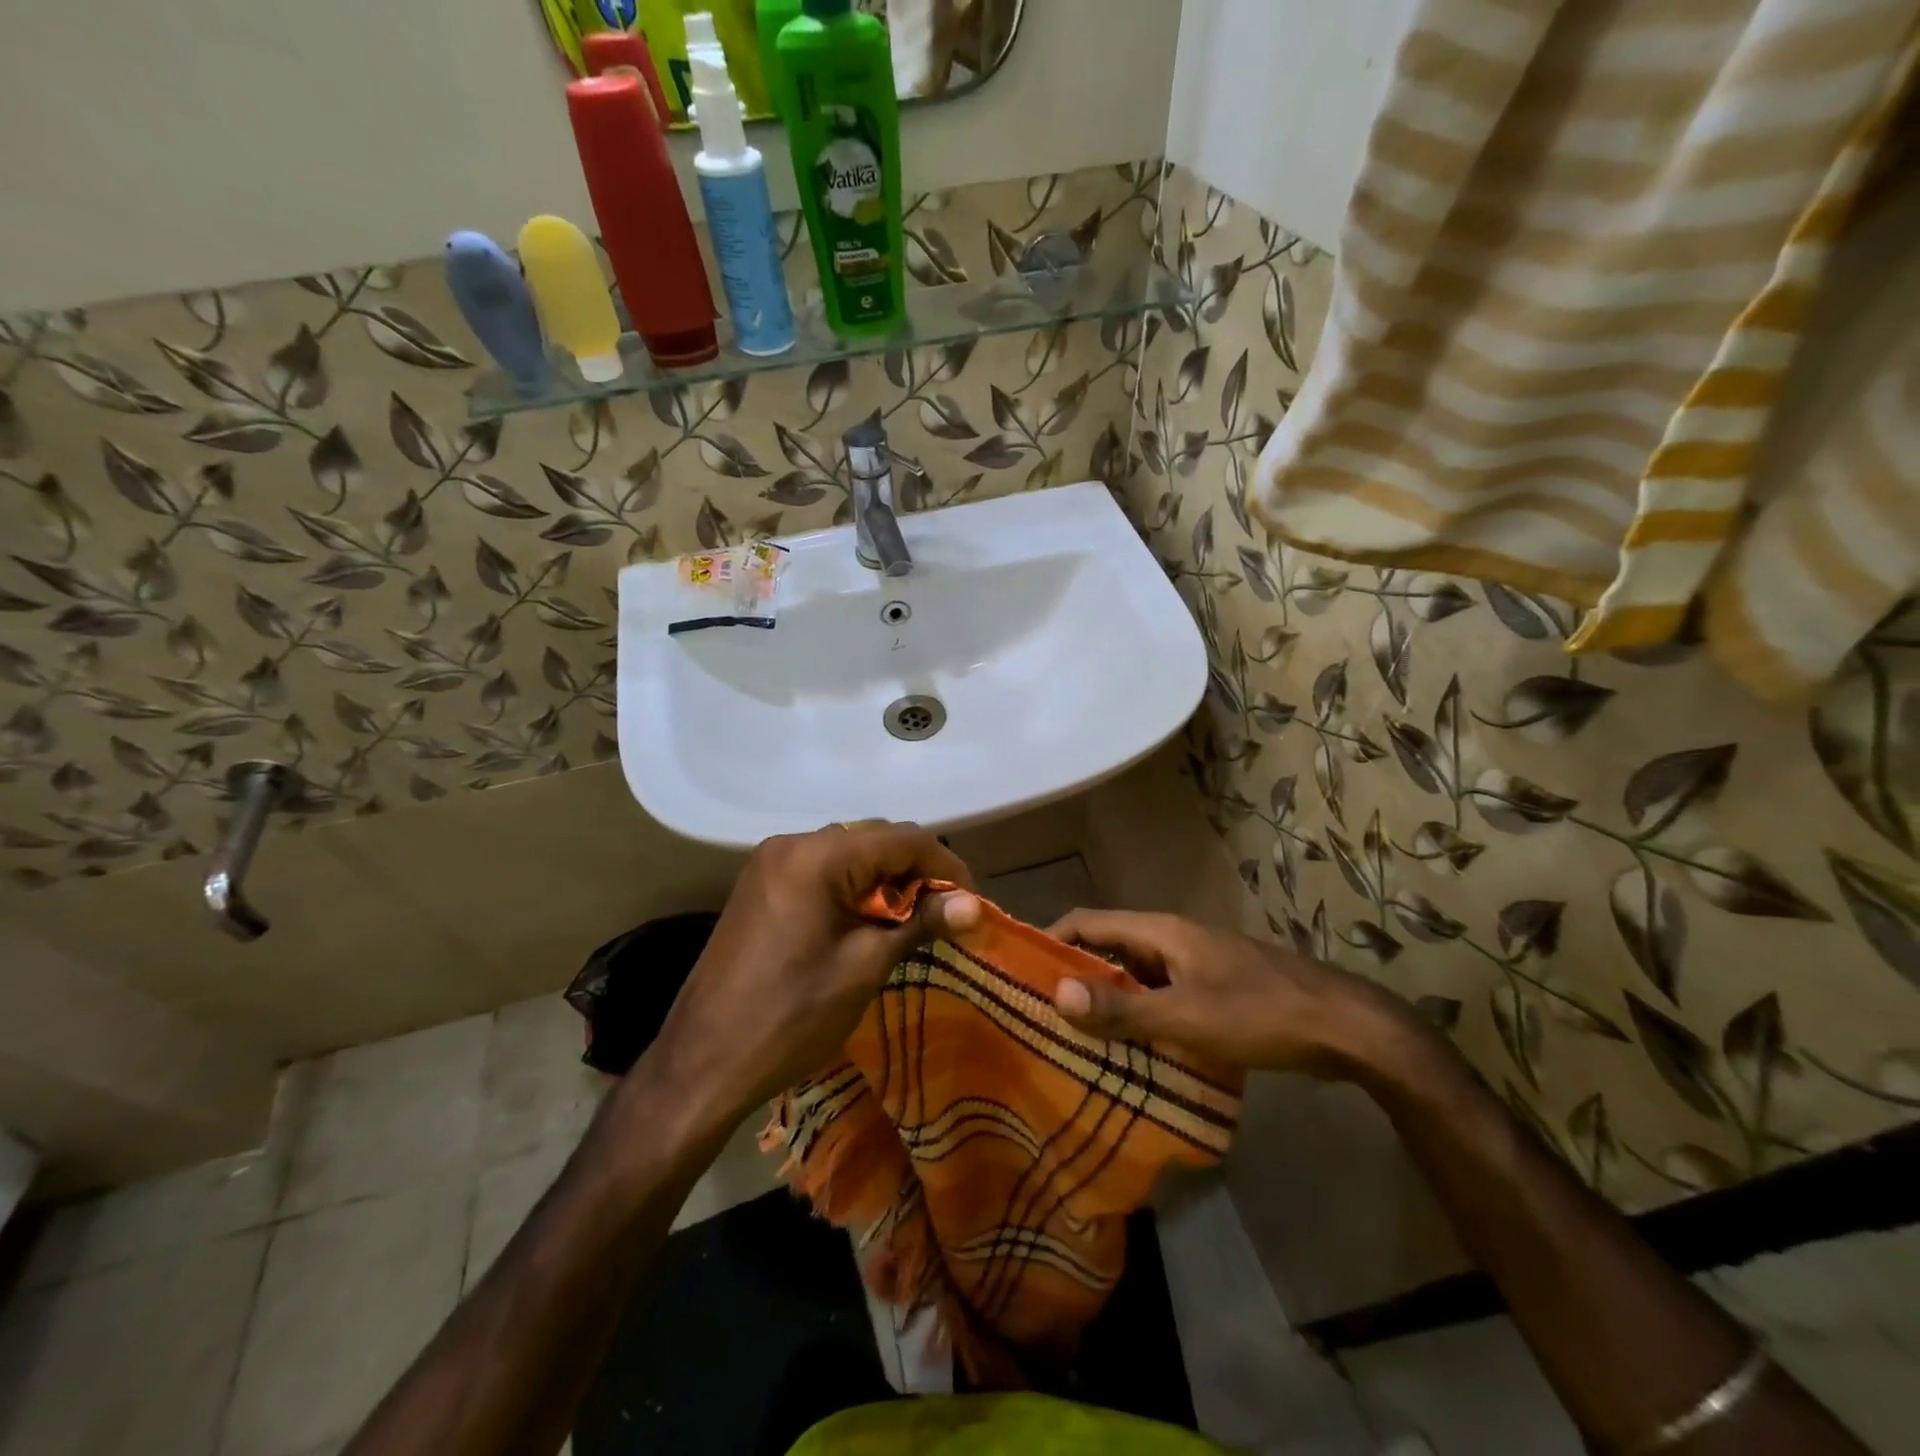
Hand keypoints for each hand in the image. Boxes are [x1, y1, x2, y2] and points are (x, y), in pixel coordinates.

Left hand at [644, 823, 981, 1125]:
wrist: (702, 1062)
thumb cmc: (791, 1016)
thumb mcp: (864, 967)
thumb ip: (921, 923)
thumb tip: (976, 905)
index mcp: (817, 855)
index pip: (902, 839)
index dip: (945, 865)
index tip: (971, 903)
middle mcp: (792, 843)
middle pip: (874, 839)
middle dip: (916, 871)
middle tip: (944, 915)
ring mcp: (771, 862)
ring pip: (849, 853)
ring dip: (885, 880)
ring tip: (910, 922)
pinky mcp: (761, 885)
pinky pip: (822, 869)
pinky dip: (853, 887)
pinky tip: (866, 922)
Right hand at [1046, 910, 1418, 1077]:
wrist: (1345, 1028)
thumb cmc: (1258, 1013)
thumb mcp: (1184, 1017)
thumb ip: (1121, 1008)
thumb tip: (1057, 994)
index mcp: (1160, 932)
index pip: (1088, 922)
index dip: (1052, 940)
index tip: (1020, 971)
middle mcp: (1173, 939)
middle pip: (1110, 948)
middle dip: (1075, 976)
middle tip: (1041, 1014)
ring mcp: (1197, 964)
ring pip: (1137, 976)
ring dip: (1108, 1000)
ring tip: (1076, 1038)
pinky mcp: (1216, 990)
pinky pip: (1162, 996)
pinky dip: (1140, 1016)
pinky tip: (1131, 1051)